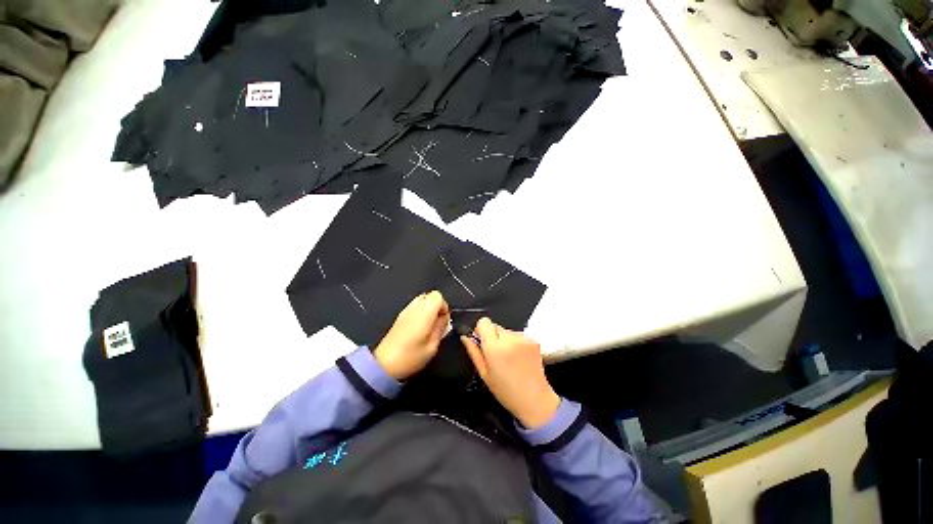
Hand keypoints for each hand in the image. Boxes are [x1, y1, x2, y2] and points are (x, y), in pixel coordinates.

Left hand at [374, 291, 449, 379]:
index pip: (438, 296)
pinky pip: (414, 306)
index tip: (444, 320)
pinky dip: (420, 312)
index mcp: (424, 312)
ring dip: (428, 309)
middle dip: (437, 306)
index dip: (444, 306)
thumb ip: (440, 328)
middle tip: (437, 322)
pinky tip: (418, 328)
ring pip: (422, 299)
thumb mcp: (432, 346)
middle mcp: (414, 307)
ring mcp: (405, 310)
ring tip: (428, 325)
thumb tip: (444, 318)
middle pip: (430, 295)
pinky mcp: (400, 316)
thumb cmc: (411, 356)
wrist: (384, 364)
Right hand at [461, 318, 559, 428]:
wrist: (535, 400)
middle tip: (496, 355)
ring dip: (504, 340)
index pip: (484, 322)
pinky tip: (518, 358)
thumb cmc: (506, 391)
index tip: (482, 342)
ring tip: (508, 359)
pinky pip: (518, 335)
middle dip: (493, 337)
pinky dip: (516, 343)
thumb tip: (465, 337)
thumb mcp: (484, 374)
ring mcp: (523, 338)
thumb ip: (473, 352)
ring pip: (506, 331)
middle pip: (495, 326)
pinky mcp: (533, 340)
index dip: (480, 330)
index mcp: (495, 348)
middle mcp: (509, 339)